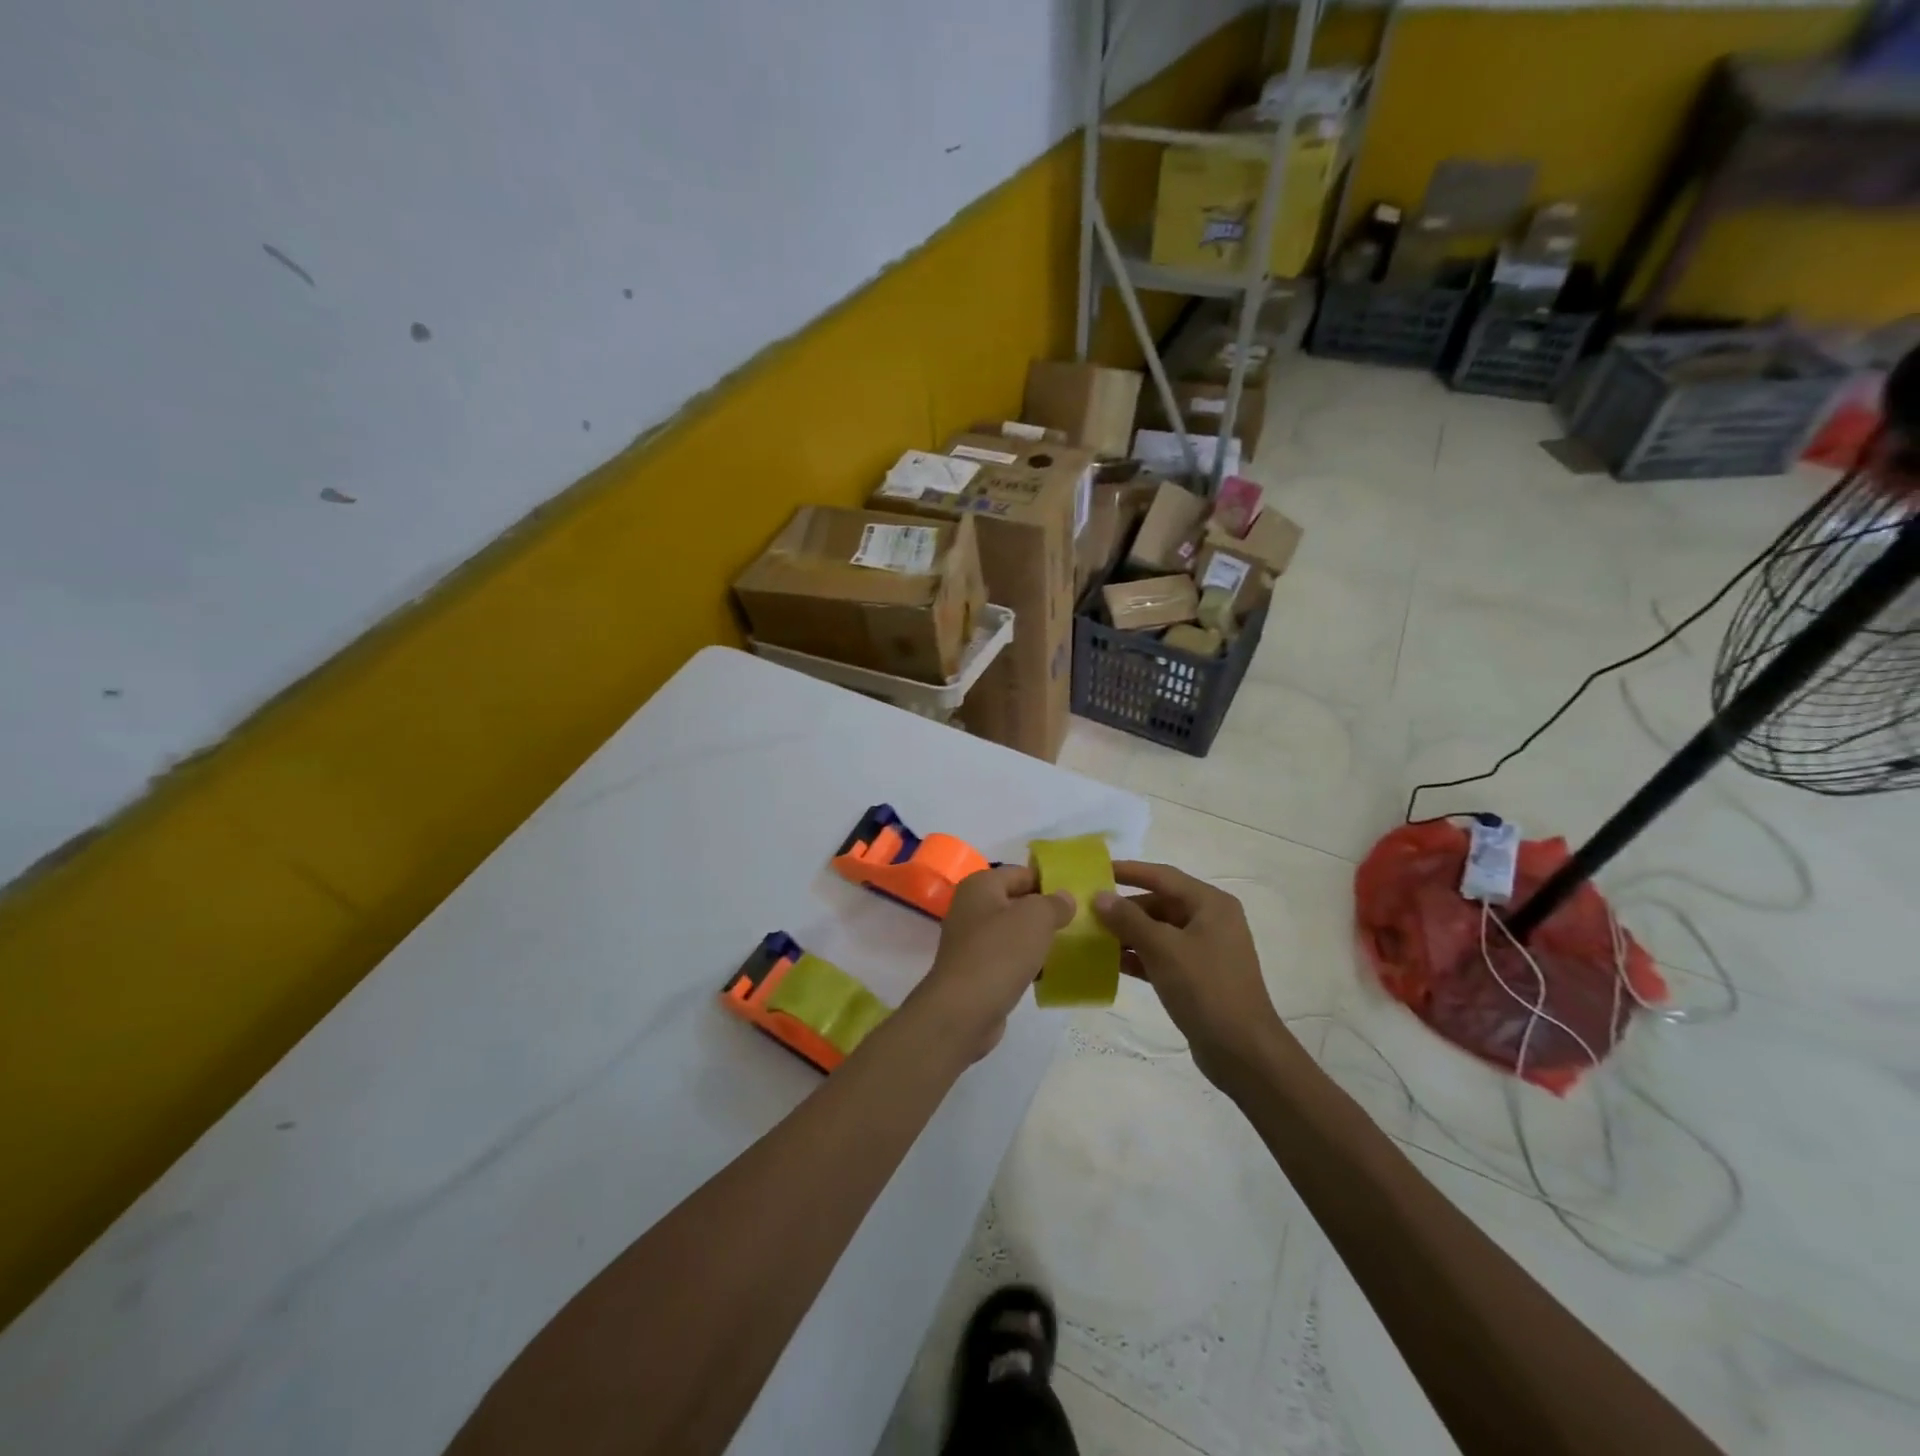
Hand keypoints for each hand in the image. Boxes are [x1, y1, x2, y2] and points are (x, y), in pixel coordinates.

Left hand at [912, 866, 1073, 1059]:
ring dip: (1037, 939)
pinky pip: (1008, 958)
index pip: (1022, 873)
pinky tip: (1048, 973)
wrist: (963, 1010)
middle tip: (1079, 922)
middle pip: (1017, 902)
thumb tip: (1064, 897)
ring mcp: (971, 940)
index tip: (1078, 896)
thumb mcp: (1036, 918)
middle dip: (1045, 912)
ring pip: (1013, 932)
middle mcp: (971, 908)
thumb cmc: (1000, 953)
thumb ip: (1054, 903)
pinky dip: (1026, 963)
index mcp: (981, 885)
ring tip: (1069, 946)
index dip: (1049, 881)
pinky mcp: (976, 970)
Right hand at [1092, 861, 1292, 1085]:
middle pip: (1160, 903)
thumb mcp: (1163, 949)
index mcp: (1210, 904)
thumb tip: (1099, 896)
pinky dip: (1140, 956)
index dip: (1129, 871)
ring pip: (1159, 931)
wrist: (1243, 1051)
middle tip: (1088, 910)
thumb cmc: (1205, 988)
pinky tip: (1112, 963)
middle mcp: (1211, 920)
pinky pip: (1162, 956)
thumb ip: (1129, 919)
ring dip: (1128, 933)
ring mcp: (1206, 950)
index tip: (1096, 870)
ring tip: (1092, 936)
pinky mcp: (1198, 976)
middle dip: (1125, 908)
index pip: (1163, 876)